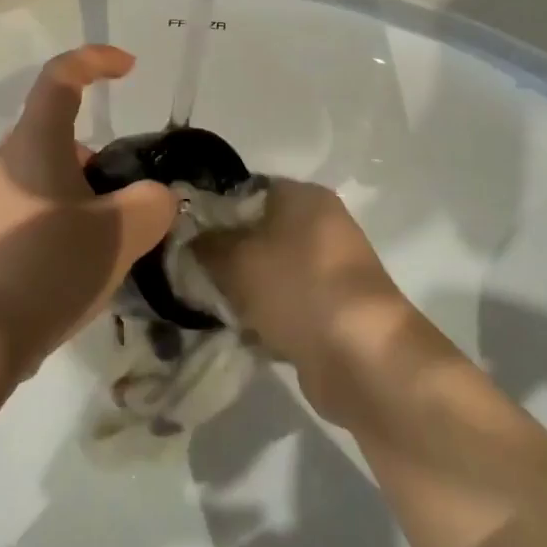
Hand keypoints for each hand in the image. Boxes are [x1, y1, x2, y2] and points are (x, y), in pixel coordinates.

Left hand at [0, 46, 177, 375]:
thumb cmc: (49, 265)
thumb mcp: (121, 232)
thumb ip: (152, 203)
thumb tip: (154, 198)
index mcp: (33, 144)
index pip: (60, 78)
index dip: (95, 61)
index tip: (128, 68)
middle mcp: (4, 163)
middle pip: (56, 134)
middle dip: (98, 155)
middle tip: (127, 193)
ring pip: (44, 177)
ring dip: (81, 193)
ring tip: (111, 239)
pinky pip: (31, 212)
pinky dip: (61, 222)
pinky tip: (80, 267)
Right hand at [196, 179, 420, 420]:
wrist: (361, 357)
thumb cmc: (296, 288)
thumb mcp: (234, 259)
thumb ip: (205, 244)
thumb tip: (190, 238)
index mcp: (303, 196)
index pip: (246, 189)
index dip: (212, 209)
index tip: (184, 233)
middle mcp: (321, 225)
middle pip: (258, 231)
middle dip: (225, 254)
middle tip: (192, 272)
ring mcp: (331, 269)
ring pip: (270, 271)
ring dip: (244, 290)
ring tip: (212, 305)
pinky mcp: (334, 310)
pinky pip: (287, 304)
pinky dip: (266, 317)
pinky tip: (242, 332)